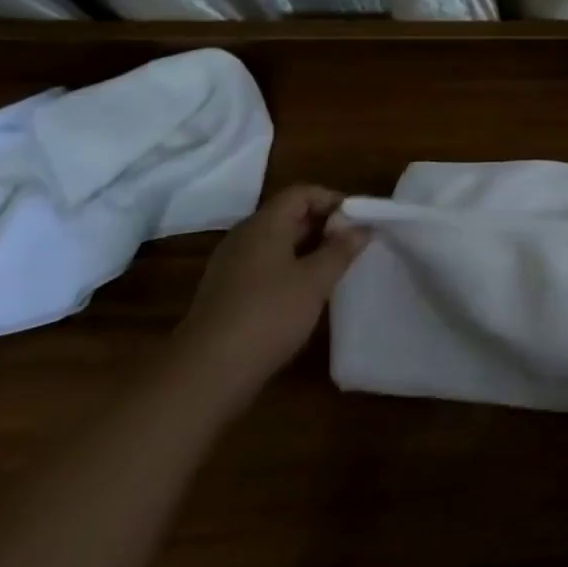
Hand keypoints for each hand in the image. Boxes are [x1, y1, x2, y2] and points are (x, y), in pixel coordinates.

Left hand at [170, 183, 369, 412]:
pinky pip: (264, 267)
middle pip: (288, 216)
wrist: (206, 374)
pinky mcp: (226, 294)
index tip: (358, 220)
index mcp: (264, 224)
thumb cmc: (268, 315)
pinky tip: (305, 295)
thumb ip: (340, 250)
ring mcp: (231, 266)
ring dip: (307, 250)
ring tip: (335, 269)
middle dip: (323, 225)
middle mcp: (244, 237)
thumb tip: (361, 228)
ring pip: (276, 244)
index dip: (332, 200)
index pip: (301, 193)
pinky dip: (289, 270)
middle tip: (352, 244)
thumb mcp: (315, 281)